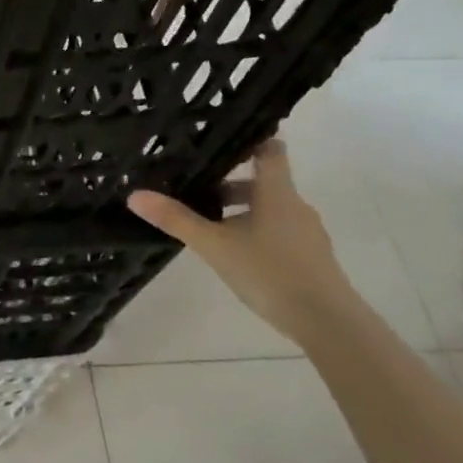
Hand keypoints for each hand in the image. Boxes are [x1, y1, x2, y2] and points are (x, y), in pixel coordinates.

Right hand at [127, 137, 360, 338]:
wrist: (327, 322)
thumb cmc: (270, 271)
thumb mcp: (214, 245)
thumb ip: (176, 220)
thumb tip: (135, 195)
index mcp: (277, 192)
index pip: (270, 149)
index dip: (248, 140)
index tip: (221, 141)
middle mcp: (295, 206)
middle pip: (263, 182)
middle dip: (230, 184)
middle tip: (197, 190)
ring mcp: (306, 233)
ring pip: (269, 210)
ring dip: (241, 212)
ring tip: (209, 228)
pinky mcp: (310, 257)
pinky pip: (279, 232)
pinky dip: (255, 233)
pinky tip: (235, 255)